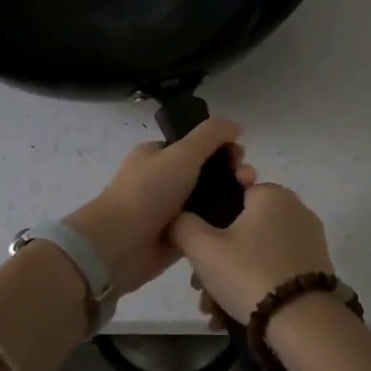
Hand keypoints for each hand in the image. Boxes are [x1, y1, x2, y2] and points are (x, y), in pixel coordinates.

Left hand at [65, 119, 257, 294]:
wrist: (120, 245)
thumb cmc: (148, 192)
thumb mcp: (182, 153)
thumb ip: (211, 135)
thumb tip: (237, 125)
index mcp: (157, 154)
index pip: (197, 145)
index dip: (222, 147)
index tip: (240, 156)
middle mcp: (162, 180)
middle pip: (207, 172)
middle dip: (231, 173)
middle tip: (248, 181)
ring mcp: (169, 210)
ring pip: (208, 200)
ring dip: (231, 198)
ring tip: (250, 202)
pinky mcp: (177, 237)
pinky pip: (205, 226)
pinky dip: (221, 224)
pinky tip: (241, 225)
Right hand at [169, 182, 334, 323]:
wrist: (302, 322)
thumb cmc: (248, 273)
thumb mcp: (202, 248)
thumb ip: (182, 224)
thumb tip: (179, 217)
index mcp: (271, 194)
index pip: (229, 195)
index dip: (207, 222)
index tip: (196, 250)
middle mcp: (295, 209)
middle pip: (241, 230)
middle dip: (216, 260)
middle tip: (200, 289)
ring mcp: (309, 239)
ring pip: (256, 253)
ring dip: (231, 278)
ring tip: (214, 311)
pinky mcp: (316, 266)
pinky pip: (275, 268)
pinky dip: (254, 285)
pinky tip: (234, 314)